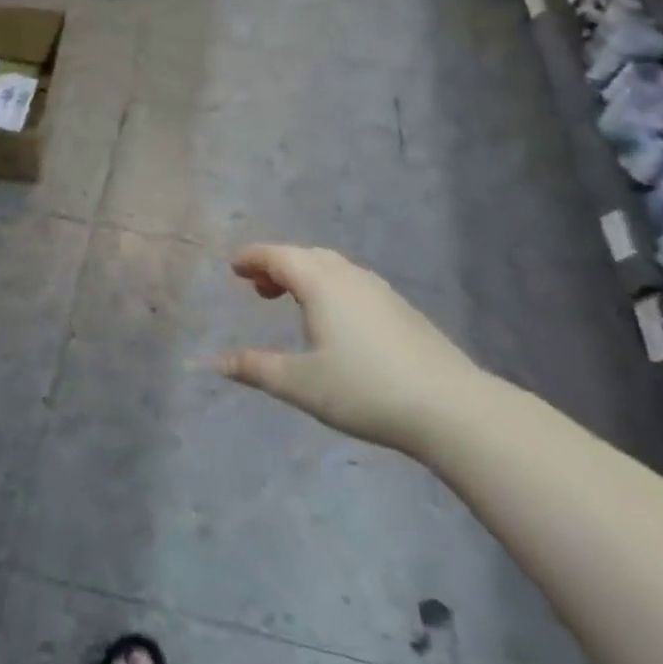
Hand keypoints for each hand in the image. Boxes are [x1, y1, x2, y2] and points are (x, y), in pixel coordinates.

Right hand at [216, 244, 486, 458]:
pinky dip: (329, 287)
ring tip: (290, 301)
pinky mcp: (400, 308)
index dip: (252, 258)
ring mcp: (379, 290)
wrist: (450, 407)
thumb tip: (211, 362)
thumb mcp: (301, 383)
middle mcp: (348, 275)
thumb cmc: (365, 390)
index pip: (277, 255)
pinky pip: (351, 282)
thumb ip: (255, 368)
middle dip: (277, 265)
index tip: (234, 267)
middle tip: (256, 287)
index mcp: (320, 282)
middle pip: (305, 256)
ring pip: (332, 268)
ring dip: (304, 276)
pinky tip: (334, 320)